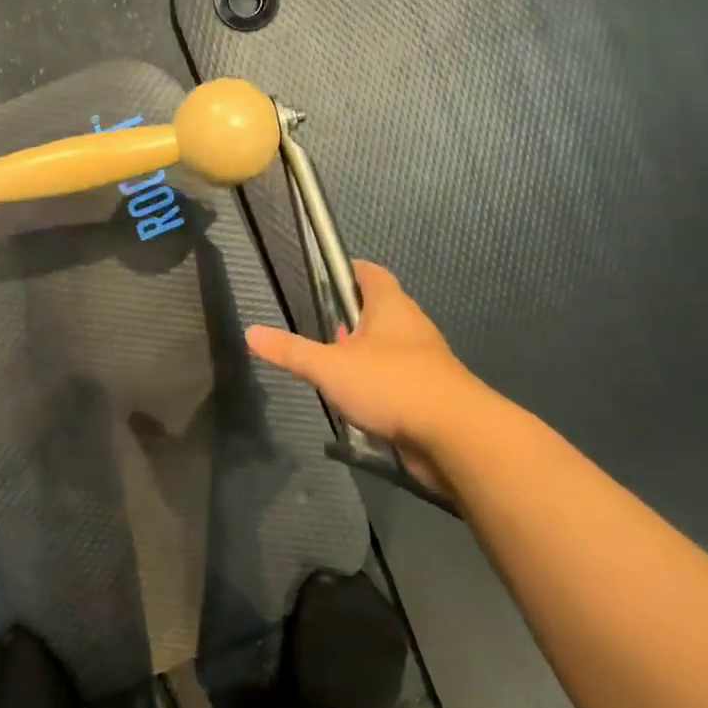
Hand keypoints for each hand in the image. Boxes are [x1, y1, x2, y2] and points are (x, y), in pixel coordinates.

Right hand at [245, 260, 478, 490]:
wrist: (455, 436)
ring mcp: (424, 361)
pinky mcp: (429, 393)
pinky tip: (356, 402)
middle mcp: (411, 327)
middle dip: (350, 318)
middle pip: (379, 310)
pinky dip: (376, 385)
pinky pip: (397, 380)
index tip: (324, 276)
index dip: (348, 270)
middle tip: (320, 328)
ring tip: (331, 367)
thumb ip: (290, 351)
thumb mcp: (329, 367)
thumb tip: (251, 332)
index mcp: (391, 307)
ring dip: (362, 354)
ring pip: (388, 348)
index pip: (370, 273)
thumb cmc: (391, 384)